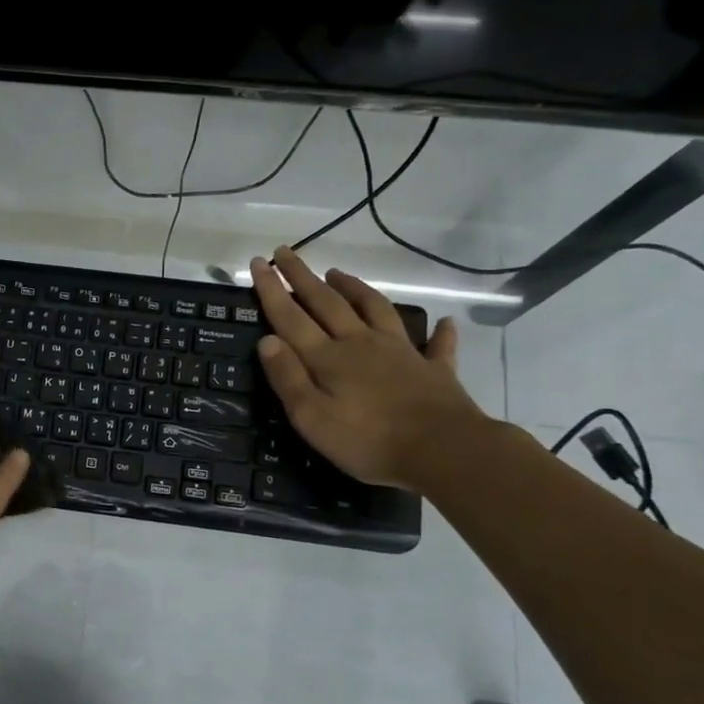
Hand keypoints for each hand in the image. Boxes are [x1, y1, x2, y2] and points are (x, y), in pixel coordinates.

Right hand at [249, 248, 487, 490]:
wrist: (442, 450)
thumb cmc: (367, 440)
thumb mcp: (311, 417)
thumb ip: (288, 377)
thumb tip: (266, 340)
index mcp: (328, 358)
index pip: (291, 317)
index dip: (272, 290)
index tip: (259, 262)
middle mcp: (361, 344)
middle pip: (327, 303)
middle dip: (303, 277)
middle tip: (286, 252)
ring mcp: (401, 352)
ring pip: (374, 310)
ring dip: (354, 289)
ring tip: (338, 273)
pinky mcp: (433, 369)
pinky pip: (436, 345)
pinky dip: (438, 332)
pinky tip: (443, 323)